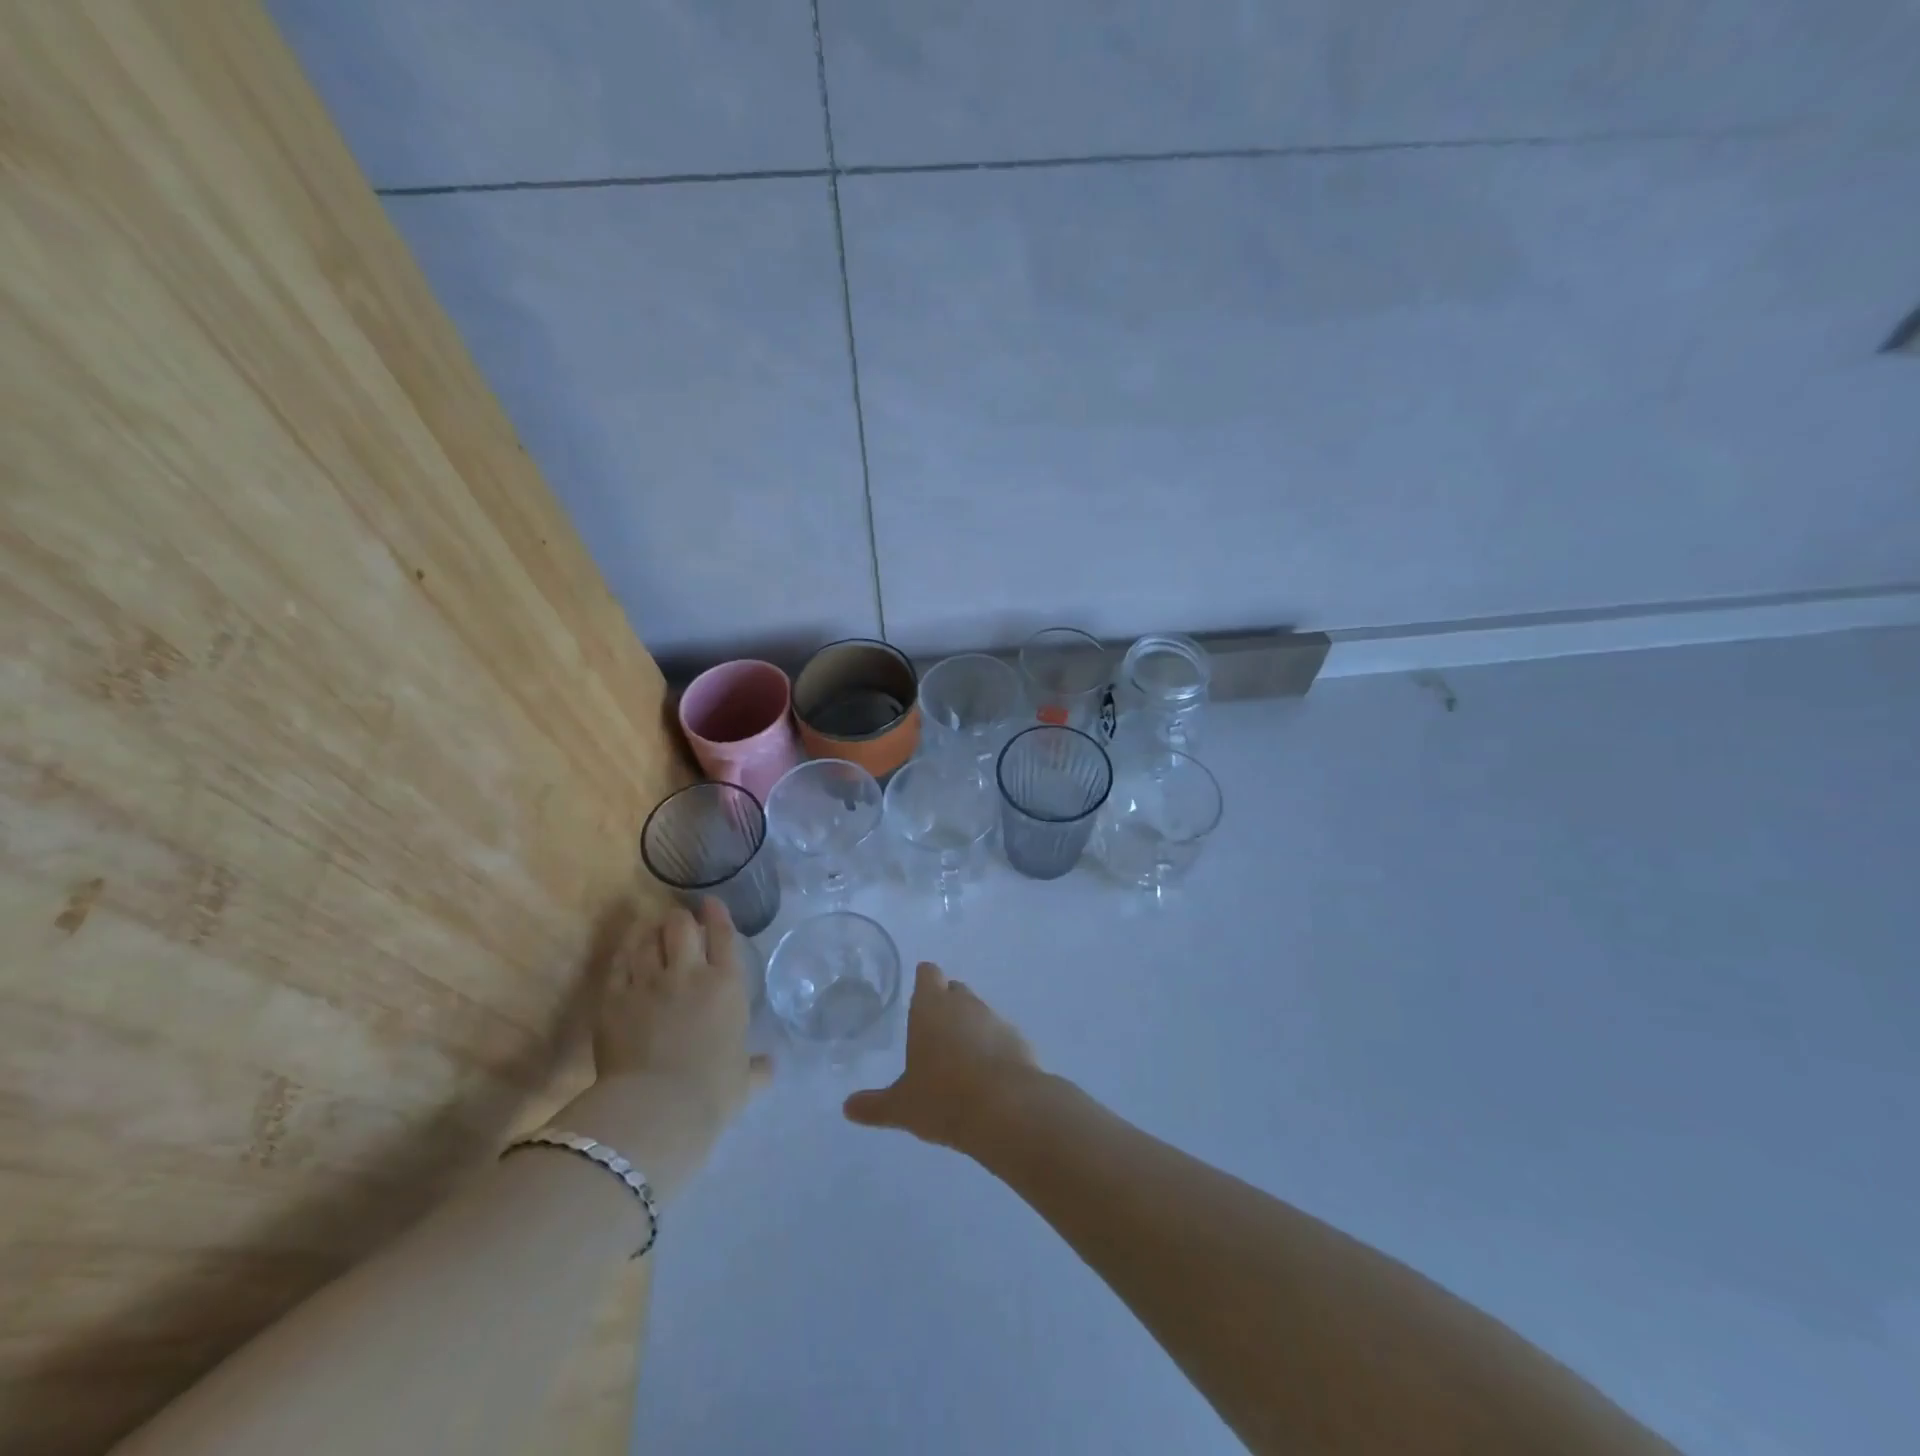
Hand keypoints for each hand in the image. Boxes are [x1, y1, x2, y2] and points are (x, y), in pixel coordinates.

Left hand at [553, 899, 769, 1199]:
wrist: (657, 1107)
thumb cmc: (712, 1092)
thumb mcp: (744, 1081)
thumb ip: (757, 1068)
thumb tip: (769, 1066)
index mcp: (727, 985)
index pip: (723, 936)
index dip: (717, 915)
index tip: (710, 903)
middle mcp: (689, 973)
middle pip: (682, 927)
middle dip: (681, 920)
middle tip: (679, 923)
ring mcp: (648, 982)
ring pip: (648, 940)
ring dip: (652, 932)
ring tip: (652, 932)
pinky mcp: (614, 998)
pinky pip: (619, 964)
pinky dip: (625, 954)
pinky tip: (627, 953)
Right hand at [843, 963, 1038, 1150]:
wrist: (1007, 1109)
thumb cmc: (943, 1098)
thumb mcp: (902, 1106)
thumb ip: (875, 1105)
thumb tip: (847, 1107)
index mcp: (931, 1007)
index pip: (928, 974)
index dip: (923, 981)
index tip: (918, 993)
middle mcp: (964, 1004)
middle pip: (954, 990)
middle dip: (946, 1004)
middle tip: (933, 1031)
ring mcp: (995, 1018)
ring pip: (979, 1012)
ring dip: (970, 1026)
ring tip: (959, 1058)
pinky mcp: (1019, 1039)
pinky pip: (1000, 1035)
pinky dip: (993, 1047)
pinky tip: (987, 1075)